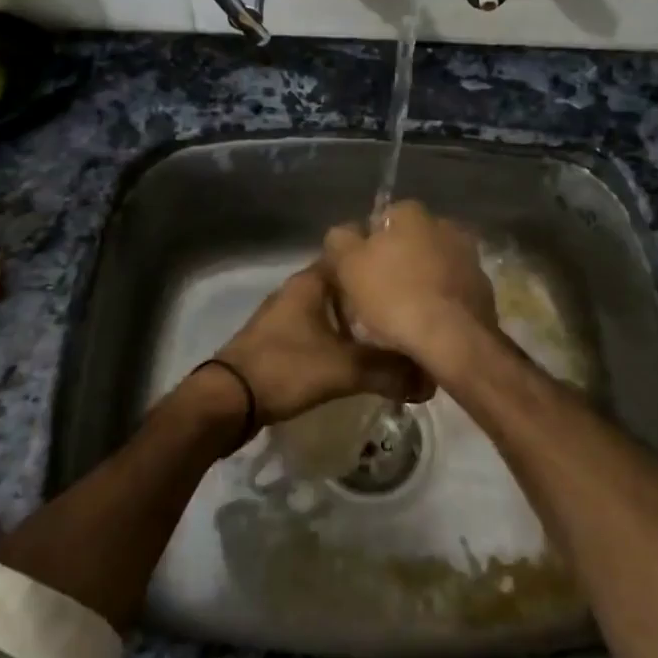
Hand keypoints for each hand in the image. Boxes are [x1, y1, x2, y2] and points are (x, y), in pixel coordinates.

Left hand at [213, 262, 433, 425]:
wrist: (227, 401)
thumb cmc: (285, 368)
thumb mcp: (343, 369)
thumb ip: (388, 371)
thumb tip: (430, 381)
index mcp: (311, 282)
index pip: (352, 256)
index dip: (380, 262)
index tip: (410, 273)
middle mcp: (299, 291)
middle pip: (346, 286)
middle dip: (375, 297)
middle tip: (409, 311)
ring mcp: (287, 317)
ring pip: (333, 311)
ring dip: (358, 323)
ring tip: (393, 336)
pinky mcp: (282, 342)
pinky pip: (321, 332)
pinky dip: (341, 341)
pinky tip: (361, 359)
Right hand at [322, 201, 499, 374]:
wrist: (453, 338)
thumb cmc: (394, 295)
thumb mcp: (349, 265)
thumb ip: (340, 240)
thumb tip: (344, 233)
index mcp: (411, 213)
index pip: (380, 220)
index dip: (366, 247)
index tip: (359, 275)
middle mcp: (444, 224)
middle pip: (409, 242)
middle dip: (396, 262)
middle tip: (378, 295)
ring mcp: (468, 255)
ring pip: (432, 265)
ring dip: (419, 280)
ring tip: (403, 314)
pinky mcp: (483, 286)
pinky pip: (450, 289)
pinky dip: (439, 300)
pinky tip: (427, 323)